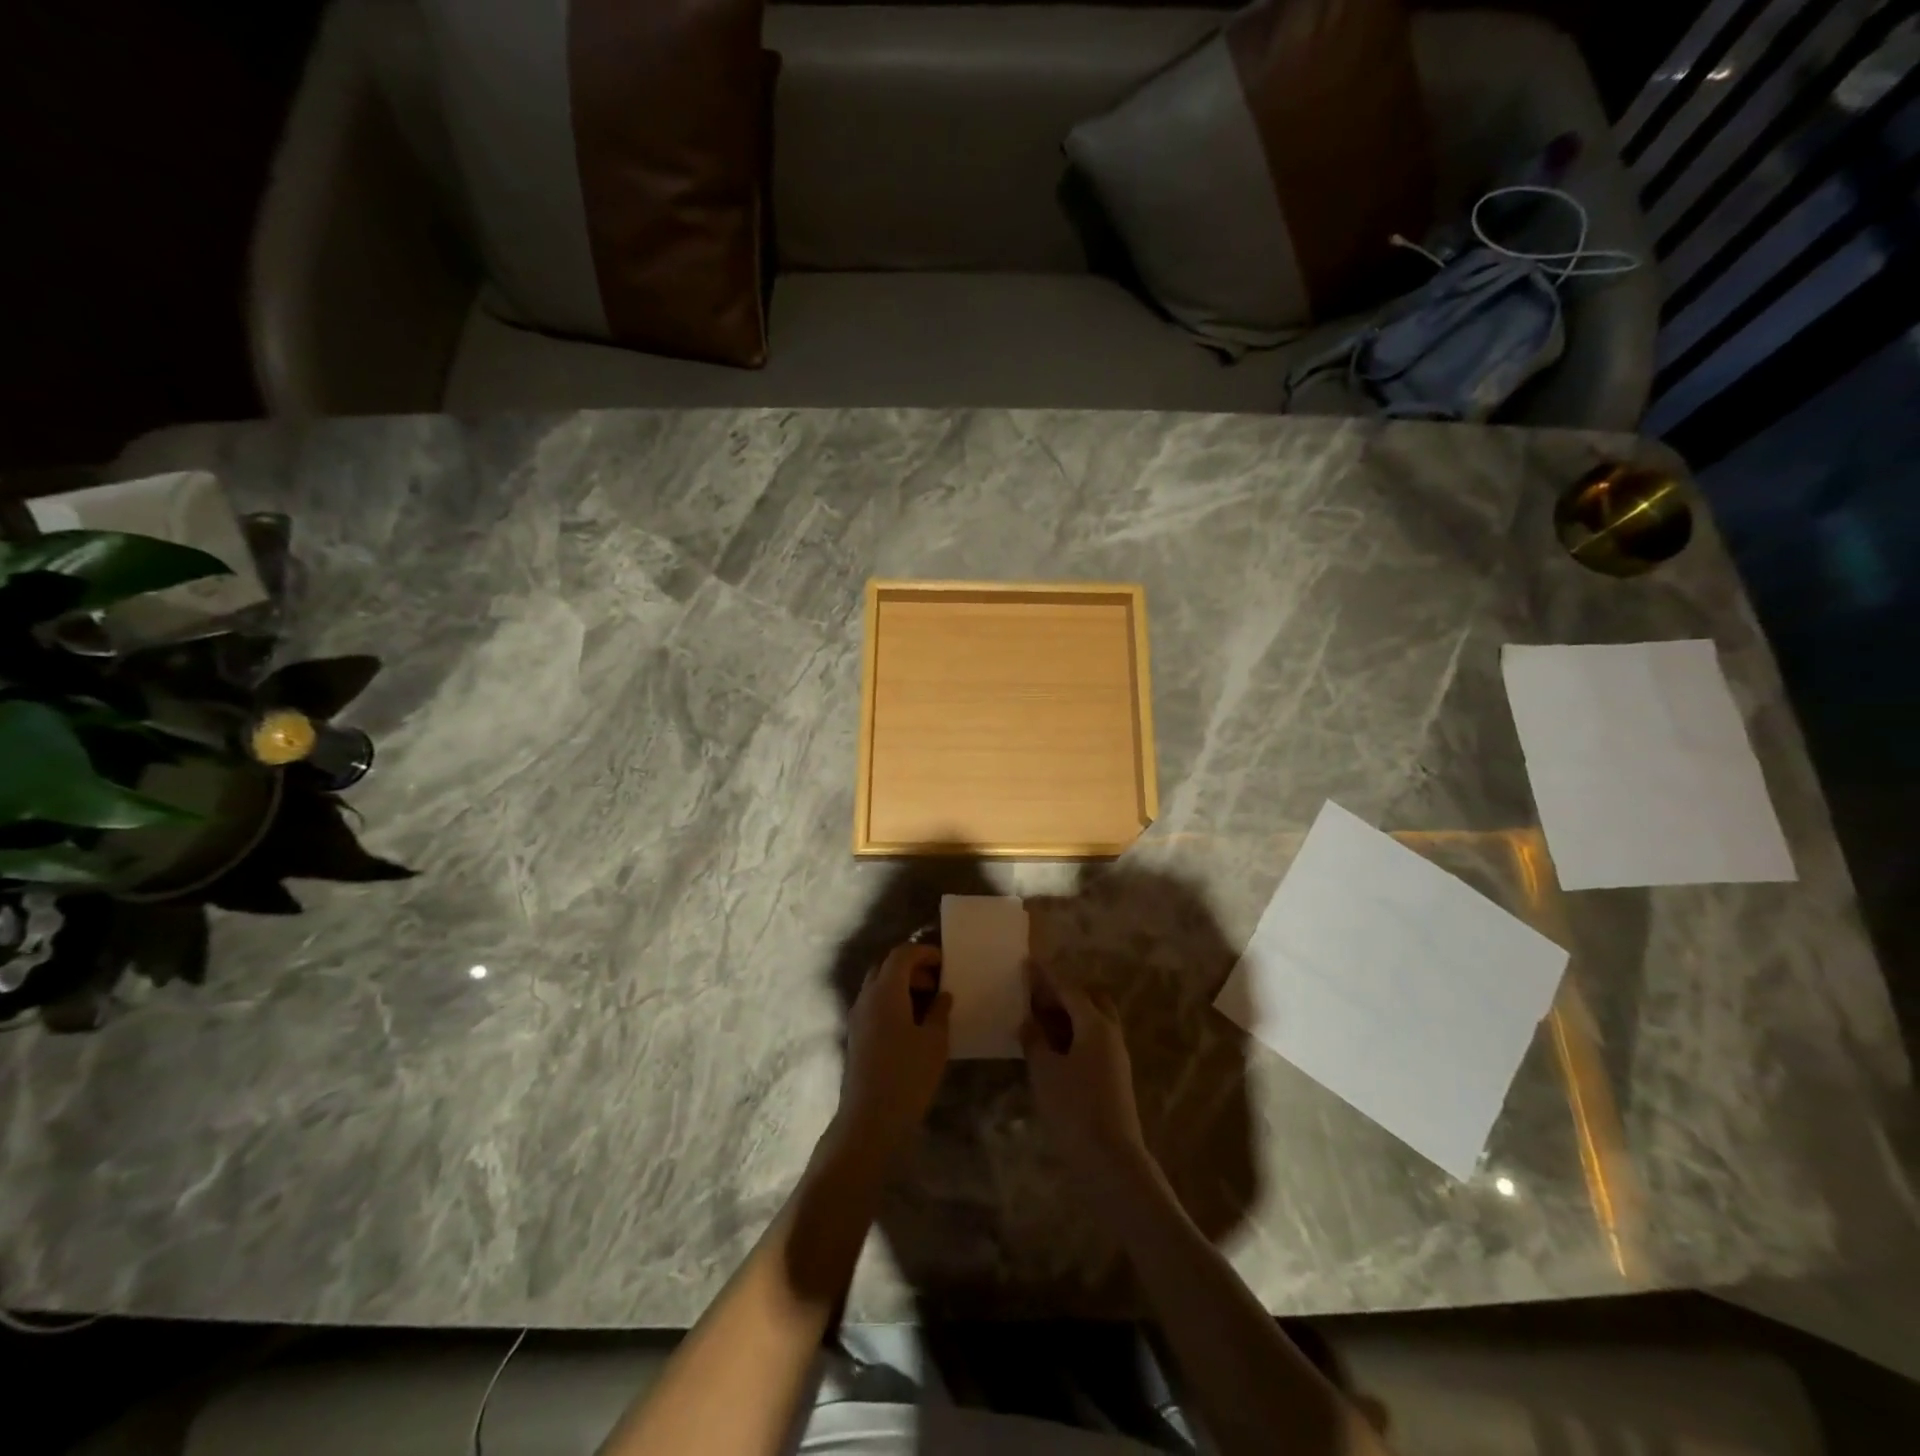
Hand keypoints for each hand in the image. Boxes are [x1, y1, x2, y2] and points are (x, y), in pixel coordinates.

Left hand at [836, 943, 951, 1154]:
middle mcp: (866, 997)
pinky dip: (892, 1002)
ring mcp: (857, 1017)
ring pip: (878, 986)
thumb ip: (940, 1012)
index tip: (945, 962)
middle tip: (937, 981)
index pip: (902, 954)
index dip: (924, 952)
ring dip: (901, 985)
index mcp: (885, 991)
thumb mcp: (934, 1042)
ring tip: (928, 1003)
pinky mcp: (855, 1036)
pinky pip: (874, 1004)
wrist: (869, 1120)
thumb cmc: (907, 1076)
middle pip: (886, 966)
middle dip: (912, 967)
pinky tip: (911, 1023)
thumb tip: (942, 995)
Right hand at [1020, 959, 1153, 1190]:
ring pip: (1093, 1021)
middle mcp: (1110, 1033)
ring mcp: (1115, 1056)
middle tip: (1036, 997)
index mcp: (1095, 1024)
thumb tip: (1028, 1021)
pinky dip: (1074, 1035)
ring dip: (1069, 1015)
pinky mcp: (1114, 1076)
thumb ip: (1034, 1040)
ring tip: (1038, 1021)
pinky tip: (1052, 1049)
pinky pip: (1093, 1041)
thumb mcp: (1044, 1071)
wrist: (1111, 1160)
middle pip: (1089, 999)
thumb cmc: (1074, 1109)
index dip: (1046, 975)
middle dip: (1063, 993)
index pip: (1068, 988)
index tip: (1028, 962)